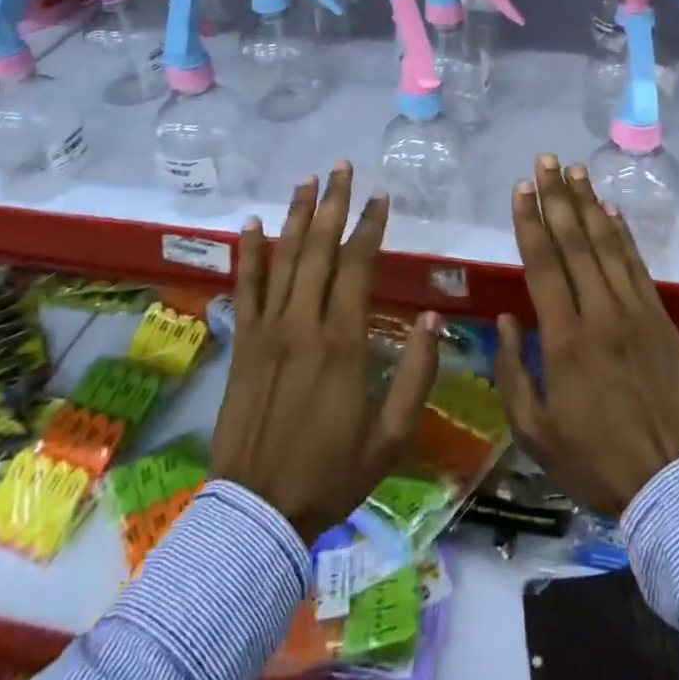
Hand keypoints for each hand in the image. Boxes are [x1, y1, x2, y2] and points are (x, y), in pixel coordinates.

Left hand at [209, 162, 441, 543]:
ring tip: (307, 178)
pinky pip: (245, 286)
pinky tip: (252, 222)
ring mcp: (267, 328)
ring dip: (297, 214)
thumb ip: (416, 374)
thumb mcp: (391, 436)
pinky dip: (249, 252)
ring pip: (283, 257)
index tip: (380, 196)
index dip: (370, 226)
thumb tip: (435, 319)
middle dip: (333, 203)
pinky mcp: (243, 341)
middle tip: (341, 167)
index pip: (357, 265)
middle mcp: (303, 322)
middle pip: (319, 248)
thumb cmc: (331, 473)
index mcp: (342, 340)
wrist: (257, 512)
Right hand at [494, 155, 678, 518]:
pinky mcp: (661, 321)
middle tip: (546, 160)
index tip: (521, 188)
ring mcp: (636, 314)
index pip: (544, 265)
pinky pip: (638, 268)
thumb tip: (507, 319)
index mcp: (566, 340)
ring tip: (577, 171)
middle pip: (575, 243)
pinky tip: (612, 213)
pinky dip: (623, 236)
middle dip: (558, 197)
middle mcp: (601, 315)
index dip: (531, 221)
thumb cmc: (594, 461)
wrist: (672, 485)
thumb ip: (513, 371)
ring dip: (590, 205)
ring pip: (608, 247)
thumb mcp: (535, 431)